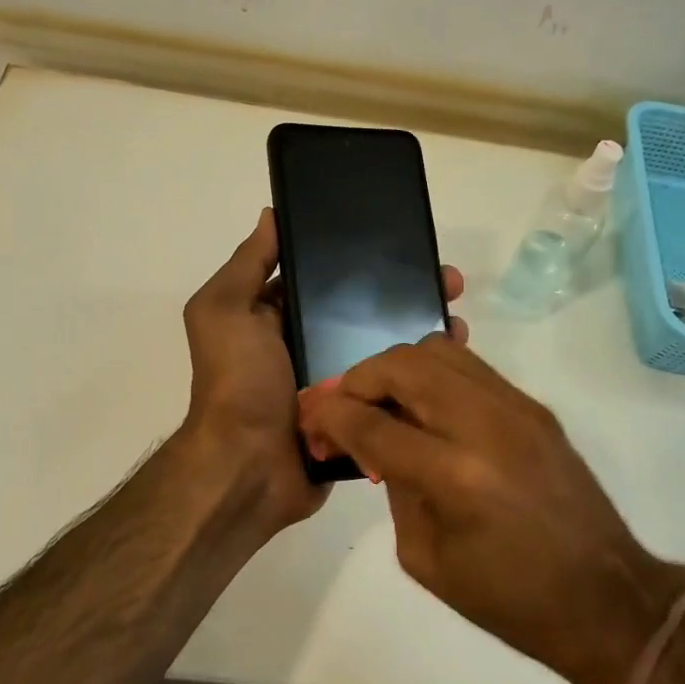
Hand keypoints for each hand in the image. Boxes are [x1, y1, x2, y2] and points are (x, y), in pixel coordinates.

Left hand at [180, 209, 465, 539]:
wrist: (250, 469)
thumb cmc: (238, 382)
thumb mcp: (226, 311)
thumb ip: (248, 264)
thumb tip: (271, 215)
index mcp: (277, 316)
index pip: (325, 277)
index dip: (361, 258)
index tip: (405, 243)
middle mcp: (307, 344)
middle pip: (363, 310)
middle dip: (404, 292)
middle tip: (448, 282)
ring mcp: (336, 382)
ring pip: (385, 348)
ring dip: (420, 330)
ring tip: (458, 317)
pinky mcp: (358, 416)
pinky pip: (392, 389)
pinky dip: (419, 375)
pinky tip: (453, 360)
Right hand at [297, 335, 680, 683]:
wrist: (606, 596)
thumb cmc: (510, 600)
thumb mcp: (426, 558)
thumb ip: (394, 488)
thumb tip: (376, 445)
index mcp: (454, 476)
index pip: (372, 422)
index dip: (330, 416)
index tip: (311, 421)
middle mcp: (485, 424)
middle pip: (402, 365)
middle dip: (358, 379)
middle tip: (343, 408)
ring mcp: (516, 406)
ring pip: (437, 350)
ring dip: (396, 370)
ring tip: (383, 404)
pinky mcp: (534, 406)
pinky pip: (469, 366)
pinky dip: (433, 376)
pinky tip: (425, 410)